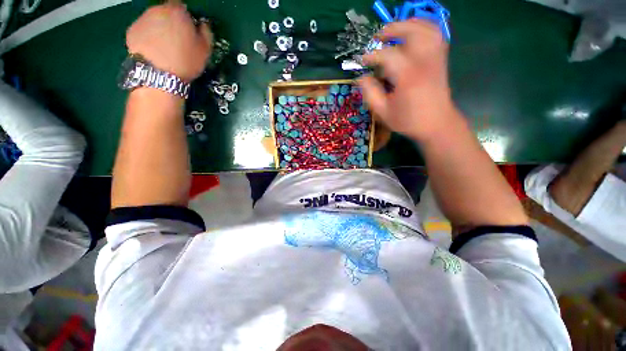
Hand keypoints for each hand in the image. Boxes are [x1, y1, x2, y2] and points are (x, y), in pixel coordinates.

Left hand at [126, 2, 212, 81]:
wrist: (159, 75)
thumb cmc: (186, 61)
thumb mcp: (205, 50)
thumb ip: (206, 33)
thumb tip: (202, 25)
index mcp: (177, 12)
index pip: (181, 6)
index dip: (184, 16)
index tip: (188, 29)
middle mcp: (157, 10)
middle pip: (165, 12)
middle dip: (170, 22)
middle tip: (176, 39)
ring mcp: (141, 19)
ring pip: (153, 20)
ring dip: (158, 29)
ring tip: (164, 47)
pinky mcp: (131, 31)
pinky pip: (143, 30)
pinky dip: (147, 36)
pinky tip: (153, 50)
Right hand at [359, 20, 457, 142]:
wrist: (437, 124)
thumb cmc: (408, 120)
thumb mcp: (383, 112)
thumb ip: (370, 93)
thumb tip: (361, 78)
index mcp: (407, 77)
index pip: (387, 55)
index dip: (371, 55)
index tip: (361, 61)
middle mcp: (424, 61)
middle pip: (410, 31)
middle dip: (390, 30)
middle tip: (377, 39)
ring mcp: (435, 58)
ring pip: (425, 28)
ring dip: (408, 25)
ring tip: (394, 32)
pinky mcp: (441, 59)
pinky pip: (435, 34)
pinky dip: (423, 28)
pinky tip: (412, 35)